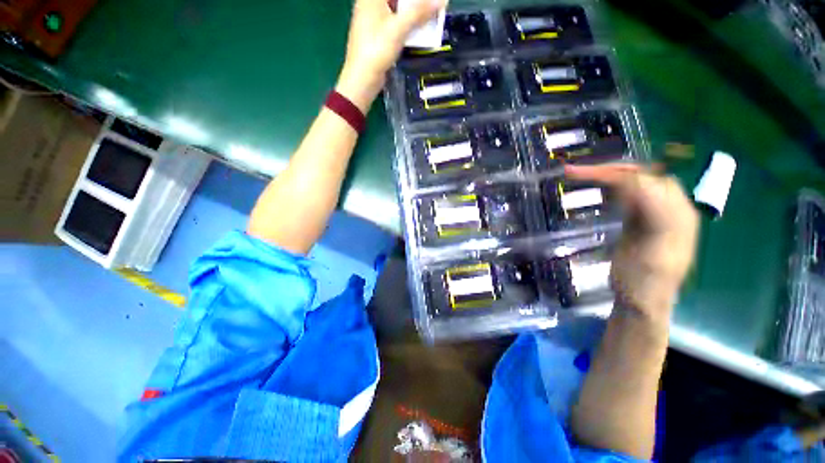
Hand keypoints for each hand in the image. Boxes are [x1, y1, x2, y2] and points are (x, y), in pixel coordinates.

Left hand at [336, 0, 446, 111]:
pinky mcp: (377, 35)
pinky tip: (419, 30)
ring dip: (414, 13)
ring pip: (397, 10)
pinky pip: (396, 23)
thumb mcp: (399, 28)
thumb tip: (442, 0)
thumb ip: (419, 12)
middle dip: (416, 3)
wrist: (362, 79)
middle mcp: (370, 4)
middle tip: (432, 7)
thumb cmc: (376, 50)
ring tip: (430, 16)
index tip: (427, 2)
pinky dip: (407, 25)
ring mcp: (373, 20)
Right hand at [565, 163, 698, 323]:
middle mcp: (673, 208)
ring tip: (583, 174)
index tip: (580, 174)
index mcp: (678, 215)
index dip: (614, 175)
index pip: (647, 182)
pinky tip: (599, 188)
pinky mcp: (642, 219)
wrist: (641, 301)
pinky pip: (629, 194)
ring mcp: (657, 213)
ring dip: (610, 176)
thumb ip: (654, 220)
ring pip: (635, 182)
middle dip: (611, 170)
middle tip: (578, 171)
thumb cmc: (645, 284)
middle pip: (644, 176)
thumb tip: (641, 186)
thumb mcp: (652, 256)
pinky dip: (611, 187)